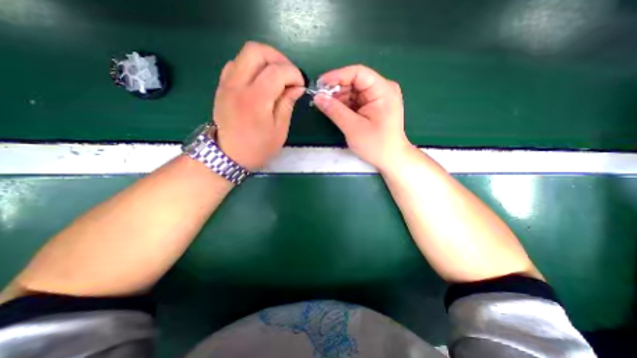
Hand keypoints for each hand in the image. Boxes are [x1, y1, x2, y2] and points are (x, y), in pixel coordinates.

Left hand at [213, 42, 304, 169]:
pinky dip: (252, 67)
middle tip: (289, 74)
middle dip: (278, 58)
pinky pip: (236, 64)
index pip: (277, 71)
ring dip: (265, 60)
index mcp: (256, 100)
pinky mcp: (222, 87)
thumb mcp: (280, 130)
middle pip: (256, 51)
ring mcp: (226, 84)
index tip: (300, 85)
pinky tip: (260, 81)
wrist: (229, 156)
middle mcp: (238, 85)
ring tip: (277, 77)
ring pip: (245, 54)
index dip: (294, 73)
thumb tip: (297, 87)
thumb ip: (287, 104)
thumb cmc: (258, 148)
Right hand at [312, 64, 413, 172]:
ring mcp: (378, 98)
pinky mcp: (373, 107)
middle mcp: (382, 89)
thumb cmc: (376, 145)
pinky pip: (356, 101)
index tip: (319, 84)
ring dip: (338, 98)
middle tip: (319, 98)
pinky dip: (344, 105)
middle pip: (355, 81)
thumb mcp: (353, 128)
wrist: (390, 159)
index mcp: (383, 90)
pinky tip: (334, 110)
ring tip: (324, 105)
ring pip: (353, 92)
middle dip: (336, 89)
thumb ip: (335, 111)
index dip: (337, 76)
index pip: (358, 73)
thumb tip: (317, 97)